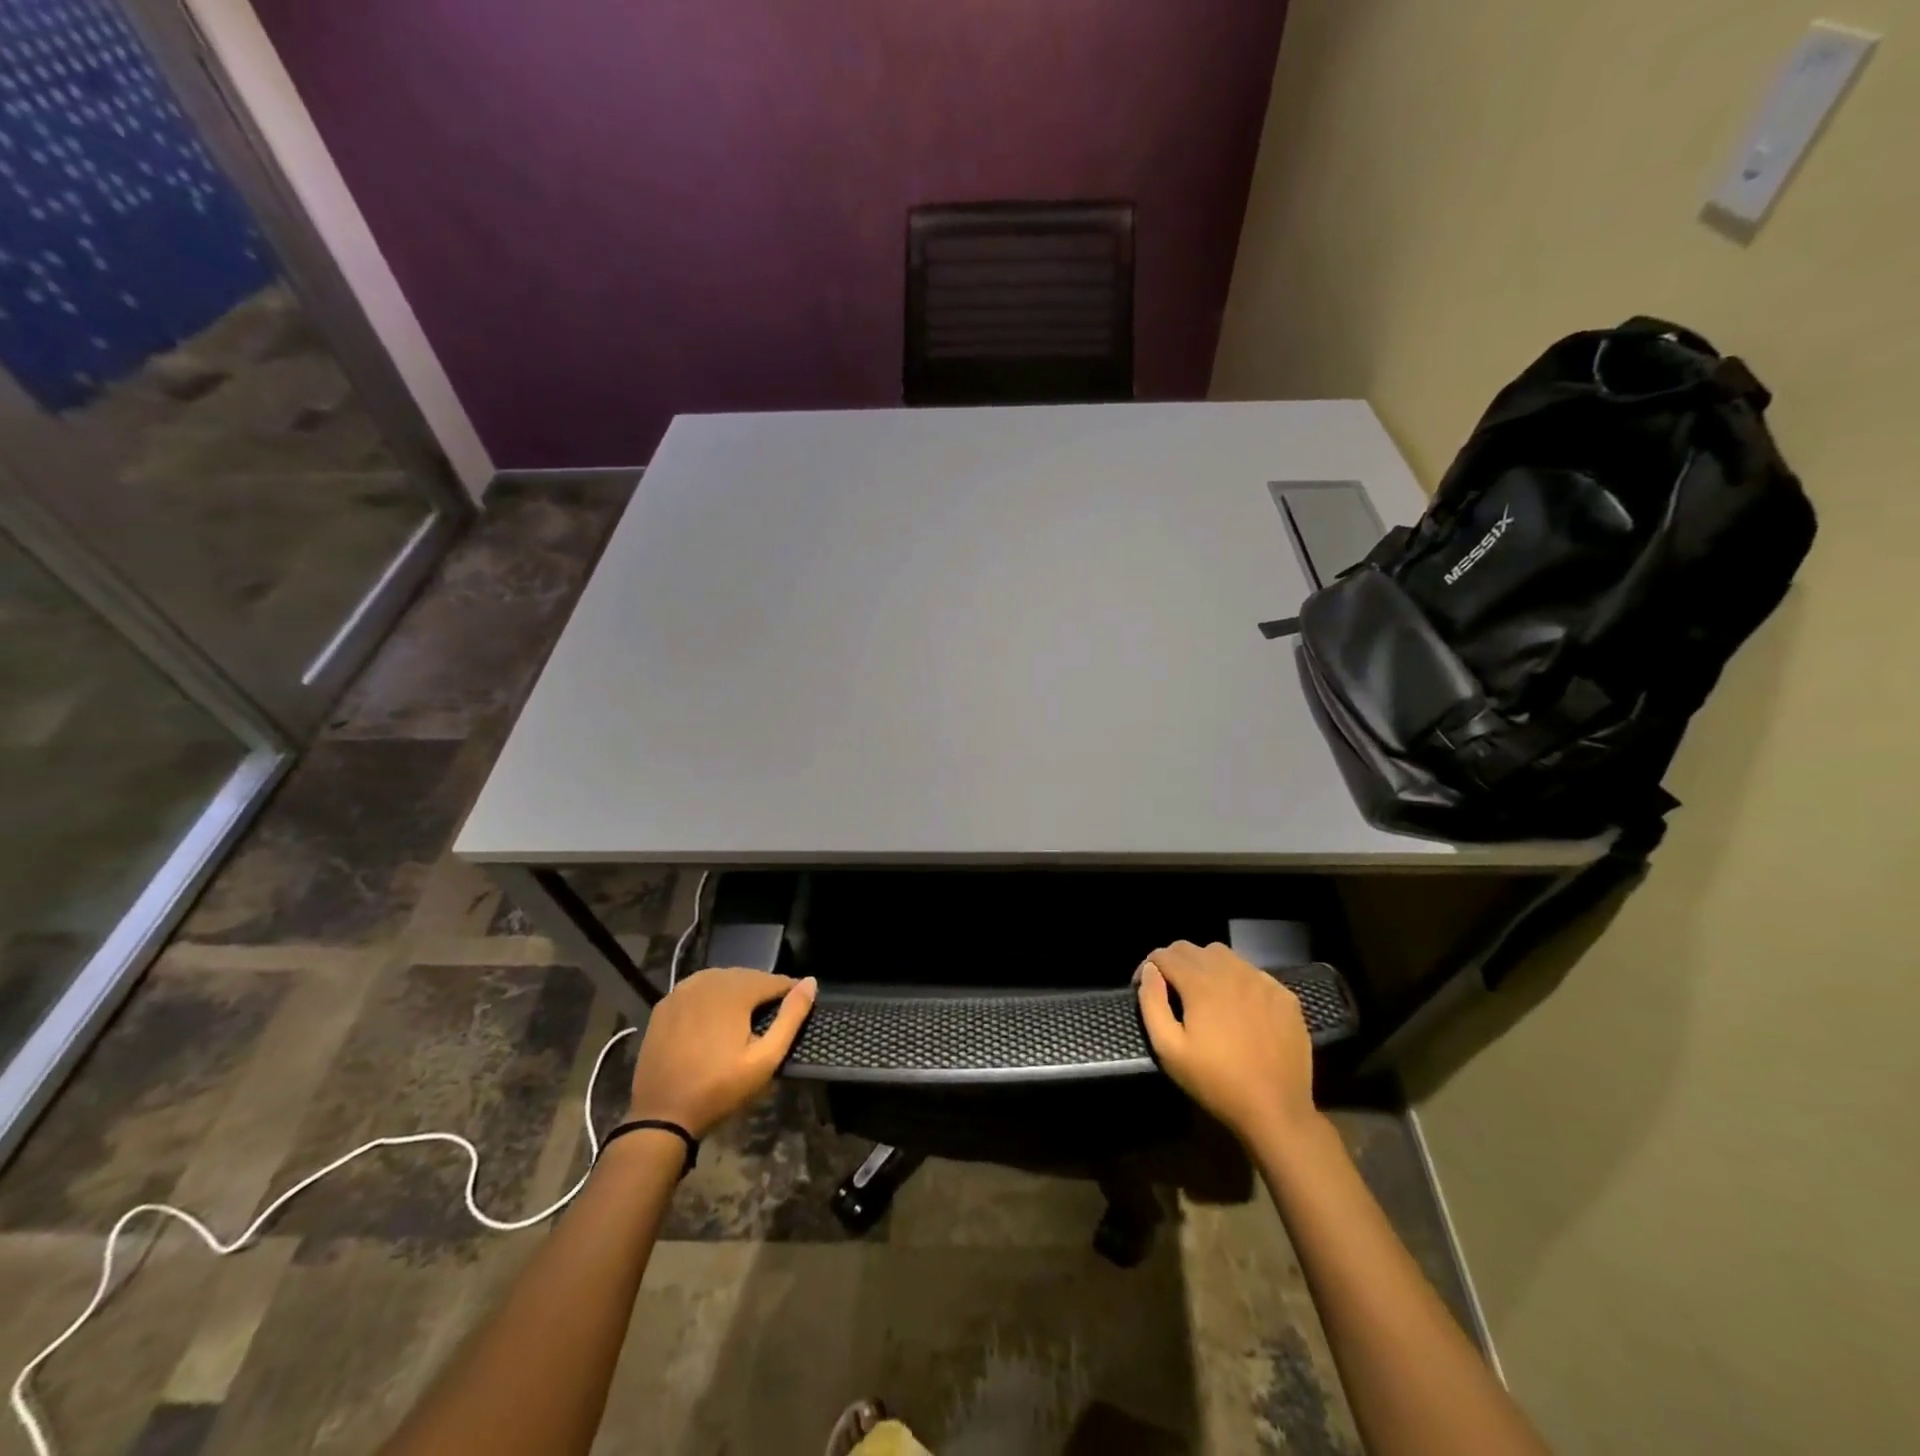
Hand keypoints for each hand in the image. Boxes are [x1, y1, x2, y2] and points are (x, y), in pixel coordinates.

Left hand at [625, 968, 816, 1136]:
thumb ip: (791, 1017)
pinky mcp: (665, 1004)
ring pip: (722, 980)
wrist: (661, 1114)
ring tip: (745, 1019)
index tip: (797, 1010)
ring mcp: (682, 990)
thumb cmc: (719, 1088)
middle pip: (747, 976)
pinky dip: (711, 998)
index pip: (773, 980)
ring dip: (737, 993)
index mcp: (734, 990)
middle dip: (763, 992)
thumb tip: (811, 982)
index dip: (790, 992)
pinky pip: (698, 989)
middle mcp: (707, 980)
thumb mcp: (765, 1059)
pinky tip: (714, 1020)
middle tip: (771, 1018)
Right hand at [1136, 941, 1319, 1146]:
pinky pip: (1253, 973)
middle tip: (1171, 990)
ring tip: (1204, 994)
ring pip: (1225, 955)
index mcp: (1201, 982)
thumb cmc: (1216, 1082)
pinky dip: (1238, 980)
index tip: (1144, 987)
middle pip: (1193, 949)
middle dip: (1174, 962)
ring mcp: (1262, 981)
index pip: (1165, 954)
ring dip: (1206, 966)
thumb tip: (1150, 971)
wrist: (1276, 1110)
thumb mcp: (1169, 1049)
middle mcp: (1231, 971)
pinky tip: (1239, 1007)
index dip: (1149, 966)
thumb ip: (1152, 1003)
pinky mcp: (1285, 996)